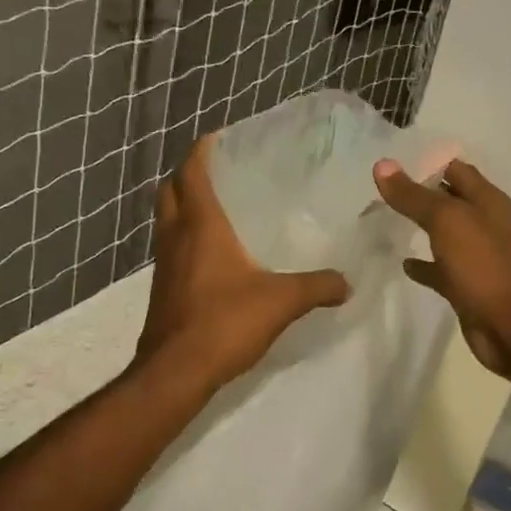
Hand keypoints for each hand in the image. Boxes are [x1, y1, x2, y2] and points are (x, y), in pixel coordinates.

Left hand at [133, 136, 350, 392]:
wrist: (176, 371)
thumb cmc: (224, 322)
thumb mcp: (281, 301)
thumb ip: (317, 286)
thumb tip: (347, 282)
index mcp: (200, 225)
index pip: (192, 172)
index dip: (202, 151)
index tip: (219, 138)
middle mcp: (176, 236)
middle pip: (170, 190)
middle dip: (188, 175)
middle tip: (219, 172)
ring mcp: (164, 263)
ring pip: (167, 220)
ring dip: (184, 207)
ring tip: (218, 209)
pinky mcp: (163, 288)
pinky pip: (172, 249)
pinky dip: (186, 239)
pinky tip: (214, 257)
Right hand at [373, 157, 510, 376]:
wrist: (510, 326)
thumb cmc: (482, 265)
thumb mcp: (445, 220)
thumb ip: (413, 195)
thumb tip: (381, 164)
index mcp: (488, 201)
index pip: (457, 170)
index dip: (429, 164)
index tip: (393, 165)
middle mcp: (486, 225)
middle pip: (451, 201)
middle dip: (422, 195)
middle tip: (383, 192)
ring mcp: (478, 257)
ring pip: (445, 235)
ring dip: (422, 228)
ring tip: (387, 222)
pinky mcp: (468, 286)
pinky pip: (442, 270)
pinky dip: (424, 265)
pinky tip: (403, 264)